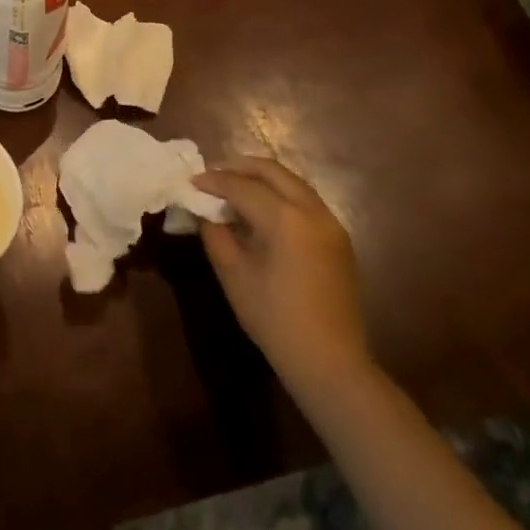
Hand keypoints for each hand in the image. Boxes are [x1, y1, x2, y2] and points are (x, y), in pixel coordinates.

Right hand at [193, 157, 371, 399]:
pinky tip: (262, 211)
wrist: (330, 362)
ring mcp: (330, 223)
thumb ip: (215, 234)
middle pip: (272, 171)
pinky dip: (280, 194)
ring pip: (292, 182)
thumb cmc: (275, 320)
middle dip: (239, 167)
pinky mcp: (338, 238)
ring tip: (234, 188)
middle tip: (213, 175)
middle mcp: (312, 210)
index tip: (190, 181)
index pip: (242, 186)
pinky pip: (304, 200)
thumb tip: (204, 211)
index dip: (213, 181)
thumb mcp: (234, 275)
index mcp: (285, 218)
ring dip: (261, 178)